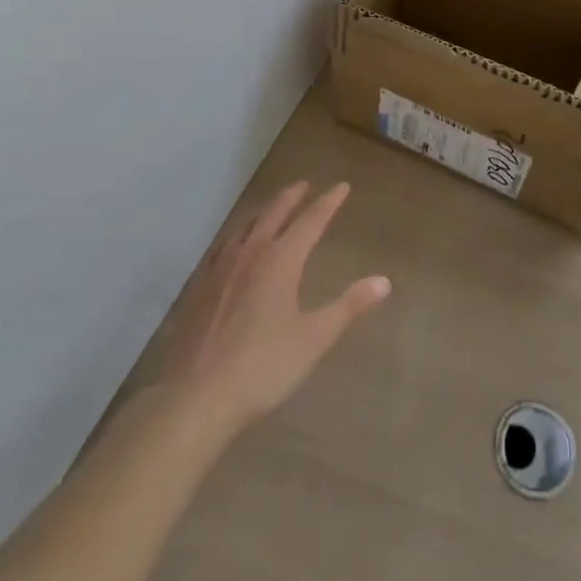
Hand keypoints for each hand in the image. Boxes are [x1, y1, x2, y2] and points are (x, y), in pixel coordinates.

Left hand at [155, 181, 390, 439]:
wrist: (196, 396)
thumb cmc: (262, 368)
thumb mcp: (314, 339)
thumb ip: (348, 307)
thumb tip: (384, 281)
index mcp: (280, 260)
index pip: (310, 221)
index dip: (328, 203)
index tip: (341, 187)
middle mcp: (250, 252)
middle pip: (274, 213)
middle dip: (292, 197)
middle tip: (304, 185)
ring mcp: (221, 267)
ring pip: (246, 225)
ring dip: (264, 211)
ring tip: (272, 208)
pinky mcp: (200, 286)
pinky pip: (224, 245)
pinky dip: (238, 233)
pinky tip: (234, 245)